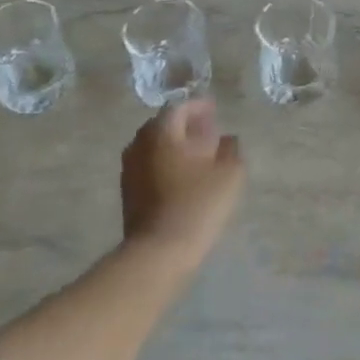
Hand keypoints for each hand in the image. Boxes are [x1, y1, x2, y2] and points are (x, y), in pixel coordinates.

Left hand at [121, 99, 245, 256]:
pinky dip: (164, 162)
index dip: (198, 106)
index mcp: (162, 132)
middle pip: (163, 125)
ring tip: (196, 154)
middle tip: (207, 131)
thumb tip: (227, 139)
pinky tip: (181, 176)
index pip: (179, 107)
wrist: (158, 252)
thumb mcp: (229, 173)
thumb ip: (231, 149)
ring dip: (174, 145)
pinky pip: (148, 165)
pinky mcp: (128, 192)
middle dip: (185, 125)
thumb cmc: (197, 204)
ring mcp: (130, 169)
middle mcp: (140, 144)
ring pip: (153, 146)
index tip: (214, 110)